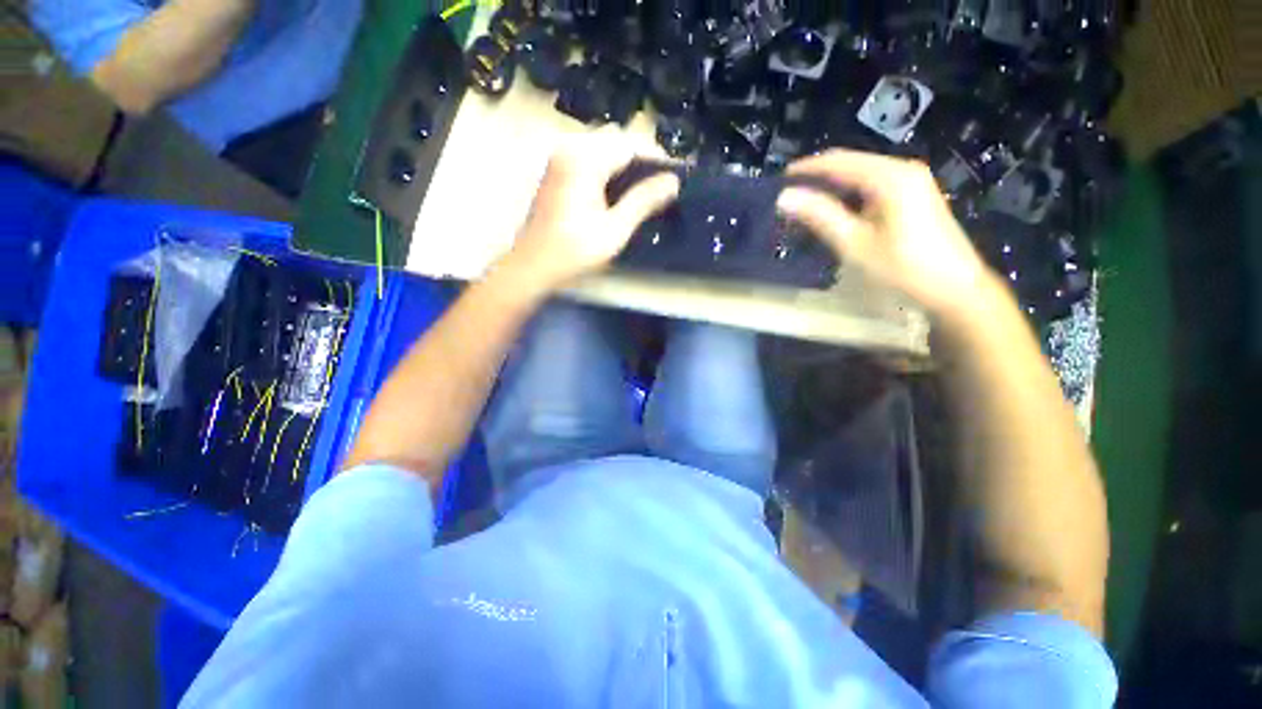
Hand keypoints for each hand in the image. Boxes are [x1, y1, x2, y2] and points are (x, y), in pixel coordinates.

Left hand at [499, 131, 679, 292]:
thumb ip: (643, 201)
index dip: (654, 161)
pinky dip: (606, 169)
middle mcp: (570, 148)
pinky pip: (589, 157)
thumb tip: (673, 181)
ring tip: (637, 194)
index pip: (630, 146)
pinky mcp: (556, 169)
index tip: (672, 179)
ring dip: (622, 165)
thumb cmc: (575, 250)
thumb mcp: (615, 229)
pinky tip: (613, 194)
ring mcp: (560, 157)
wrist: (535, 265)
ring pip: (602, 147)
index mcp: (585, 159)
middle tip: (653, 190)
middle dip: (637, 161)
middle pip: (616, 141)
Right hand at [777, 149, 1001, 324]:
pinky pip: (872, 186)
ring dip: (832, 187)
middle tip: (788, 195)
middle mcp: (902, 169)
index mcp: (889, 177)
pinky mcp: (914, 195)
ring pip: (861, 175)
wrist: (955, 289)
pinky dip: (849, 196)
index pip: (838, 161)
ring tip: (804, 204)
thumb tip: (785, 197)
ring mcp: (911, 181)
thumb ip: (820, 216)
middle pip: (851, 164)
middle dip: (818, 177)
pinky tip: (834, 212)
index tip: (778, 180)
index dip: (806, 169)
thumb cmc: (903, 268)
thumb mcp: (855, 244)